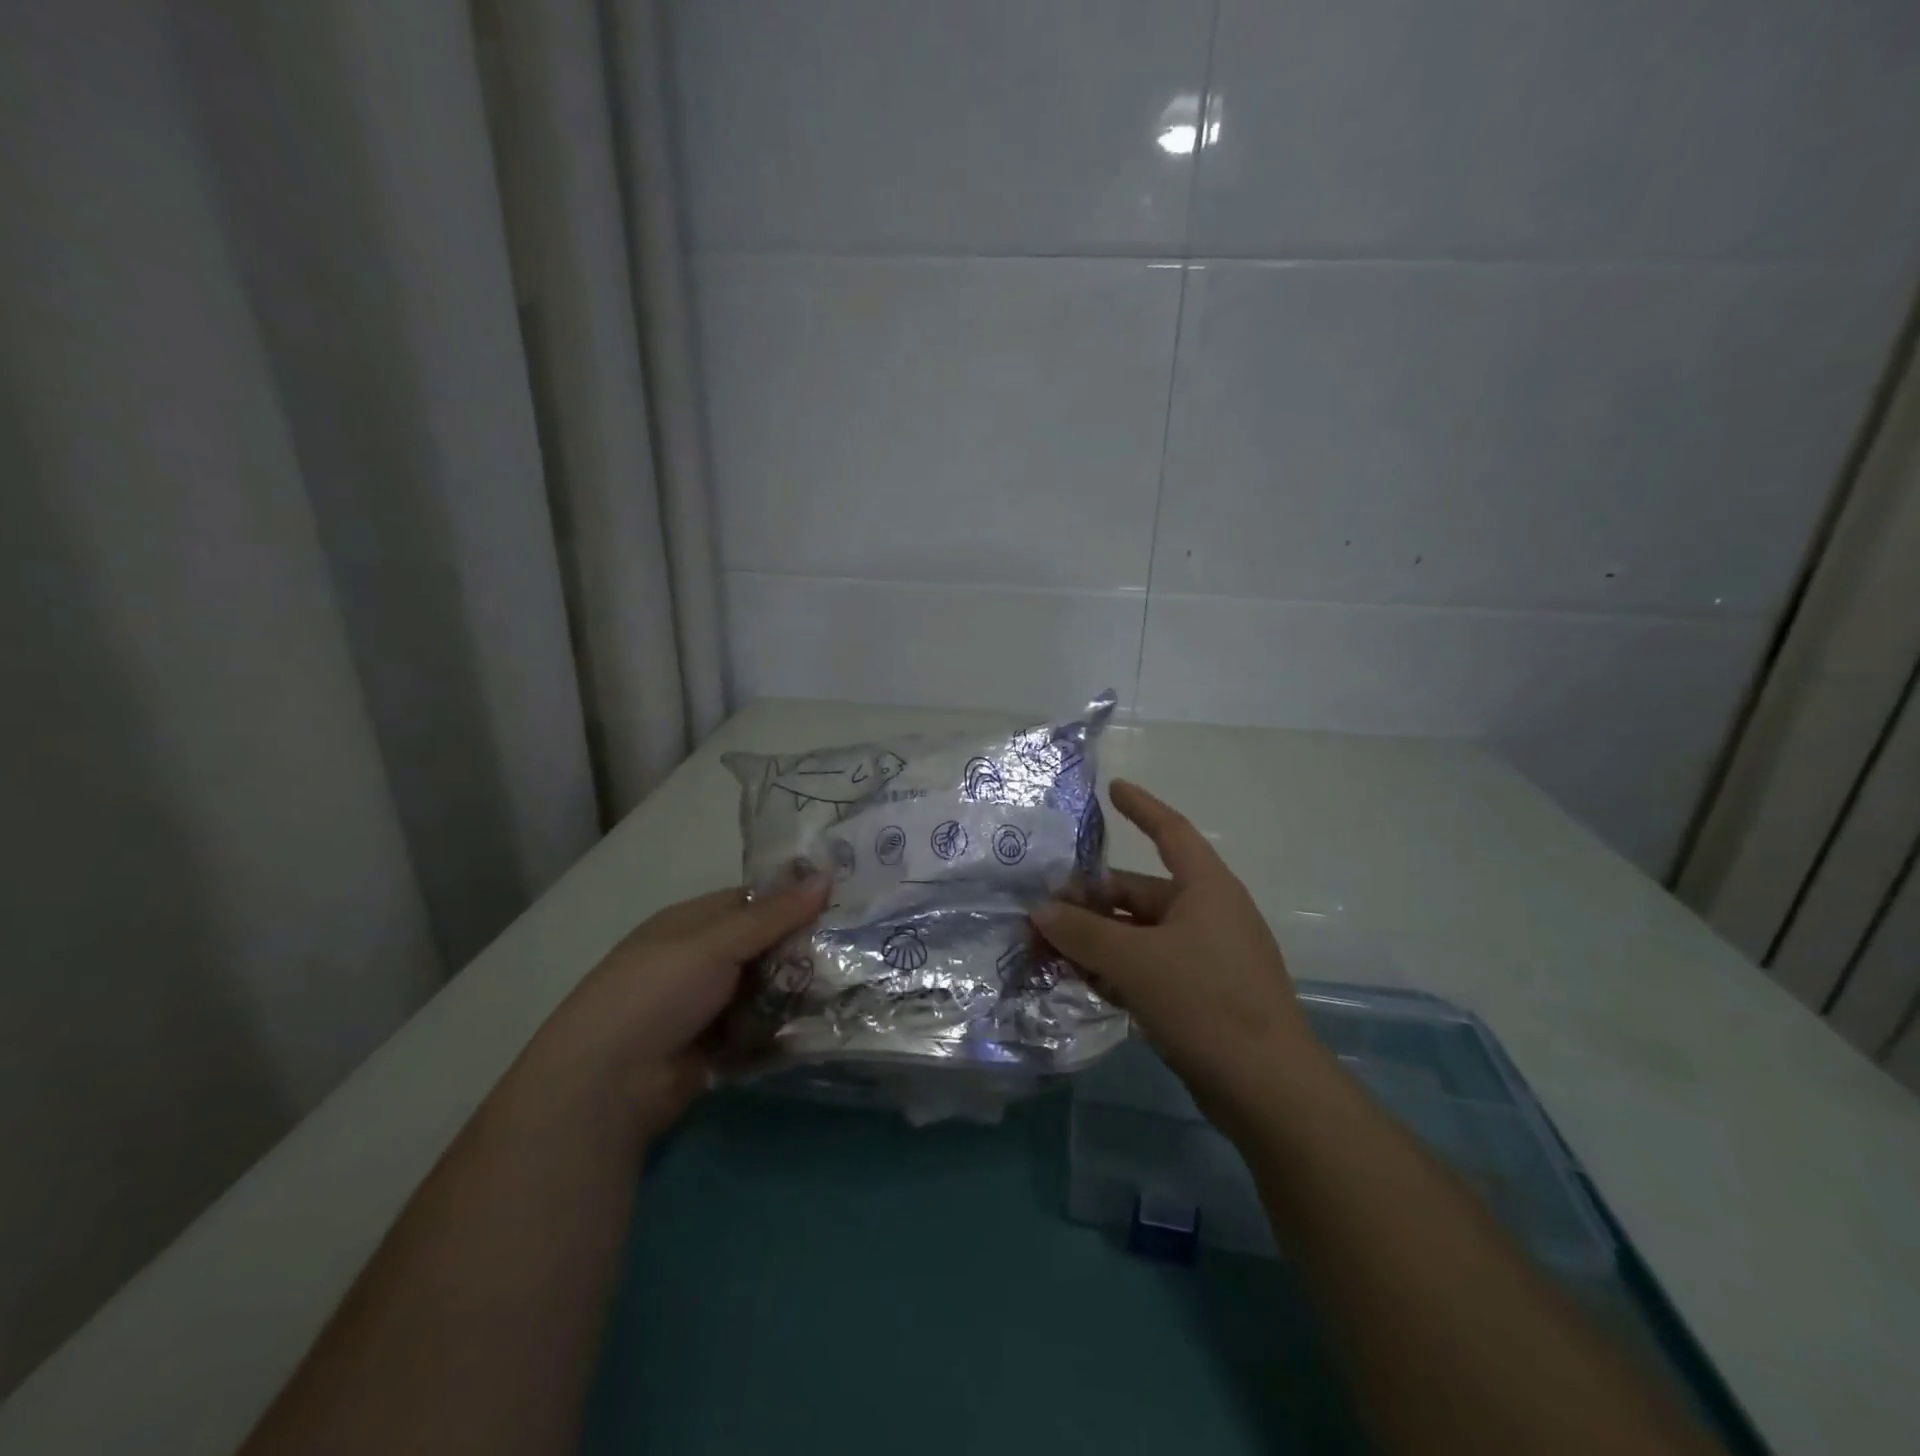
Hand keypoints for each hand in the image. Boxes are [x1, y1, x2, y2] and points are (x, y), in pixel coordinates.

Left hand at [531, 876, 829, 1139]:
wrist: (608, 1085)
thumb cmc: (656, 993)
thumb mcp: (714, 943)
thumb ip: (772, 915)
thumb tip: (827, 876)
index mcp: (695, 923)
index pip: (756, 901)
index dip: (796, 899)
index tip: (845, 900)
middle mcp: (705, 959)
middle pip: (768, 946)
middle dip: (805, 948)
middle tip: (859, 947)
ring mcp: (713, 1005)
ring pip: (771, 988)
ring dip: (801, 990)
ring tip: (854, 985)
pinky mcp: (723, 1046)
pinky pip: (766, 1027)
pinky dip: (788, 1026)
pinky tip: (828, 1022)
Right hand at [1031, 780, 1320, 1119]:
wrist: (1268, 1090)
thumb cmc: (1205, 1002)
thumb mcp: (1135, 961)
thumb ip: (1083, 933)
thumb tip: (1040, 911)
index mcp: (1206, 888)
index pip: (1171, 832)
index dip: (1142, 808)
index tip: (1113, 788)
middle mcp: (1207, 914)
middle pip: (1139, 892)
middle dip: (1090, 900)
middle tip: (1042, 912)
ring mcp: (1206, 957)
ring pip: (1138, 934)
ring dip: (1096, 939)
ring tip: (1047, 949)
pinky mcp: (1201, 995)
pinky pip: (1148, 967)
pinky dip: (1115, 969)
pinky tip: (1079, 981)